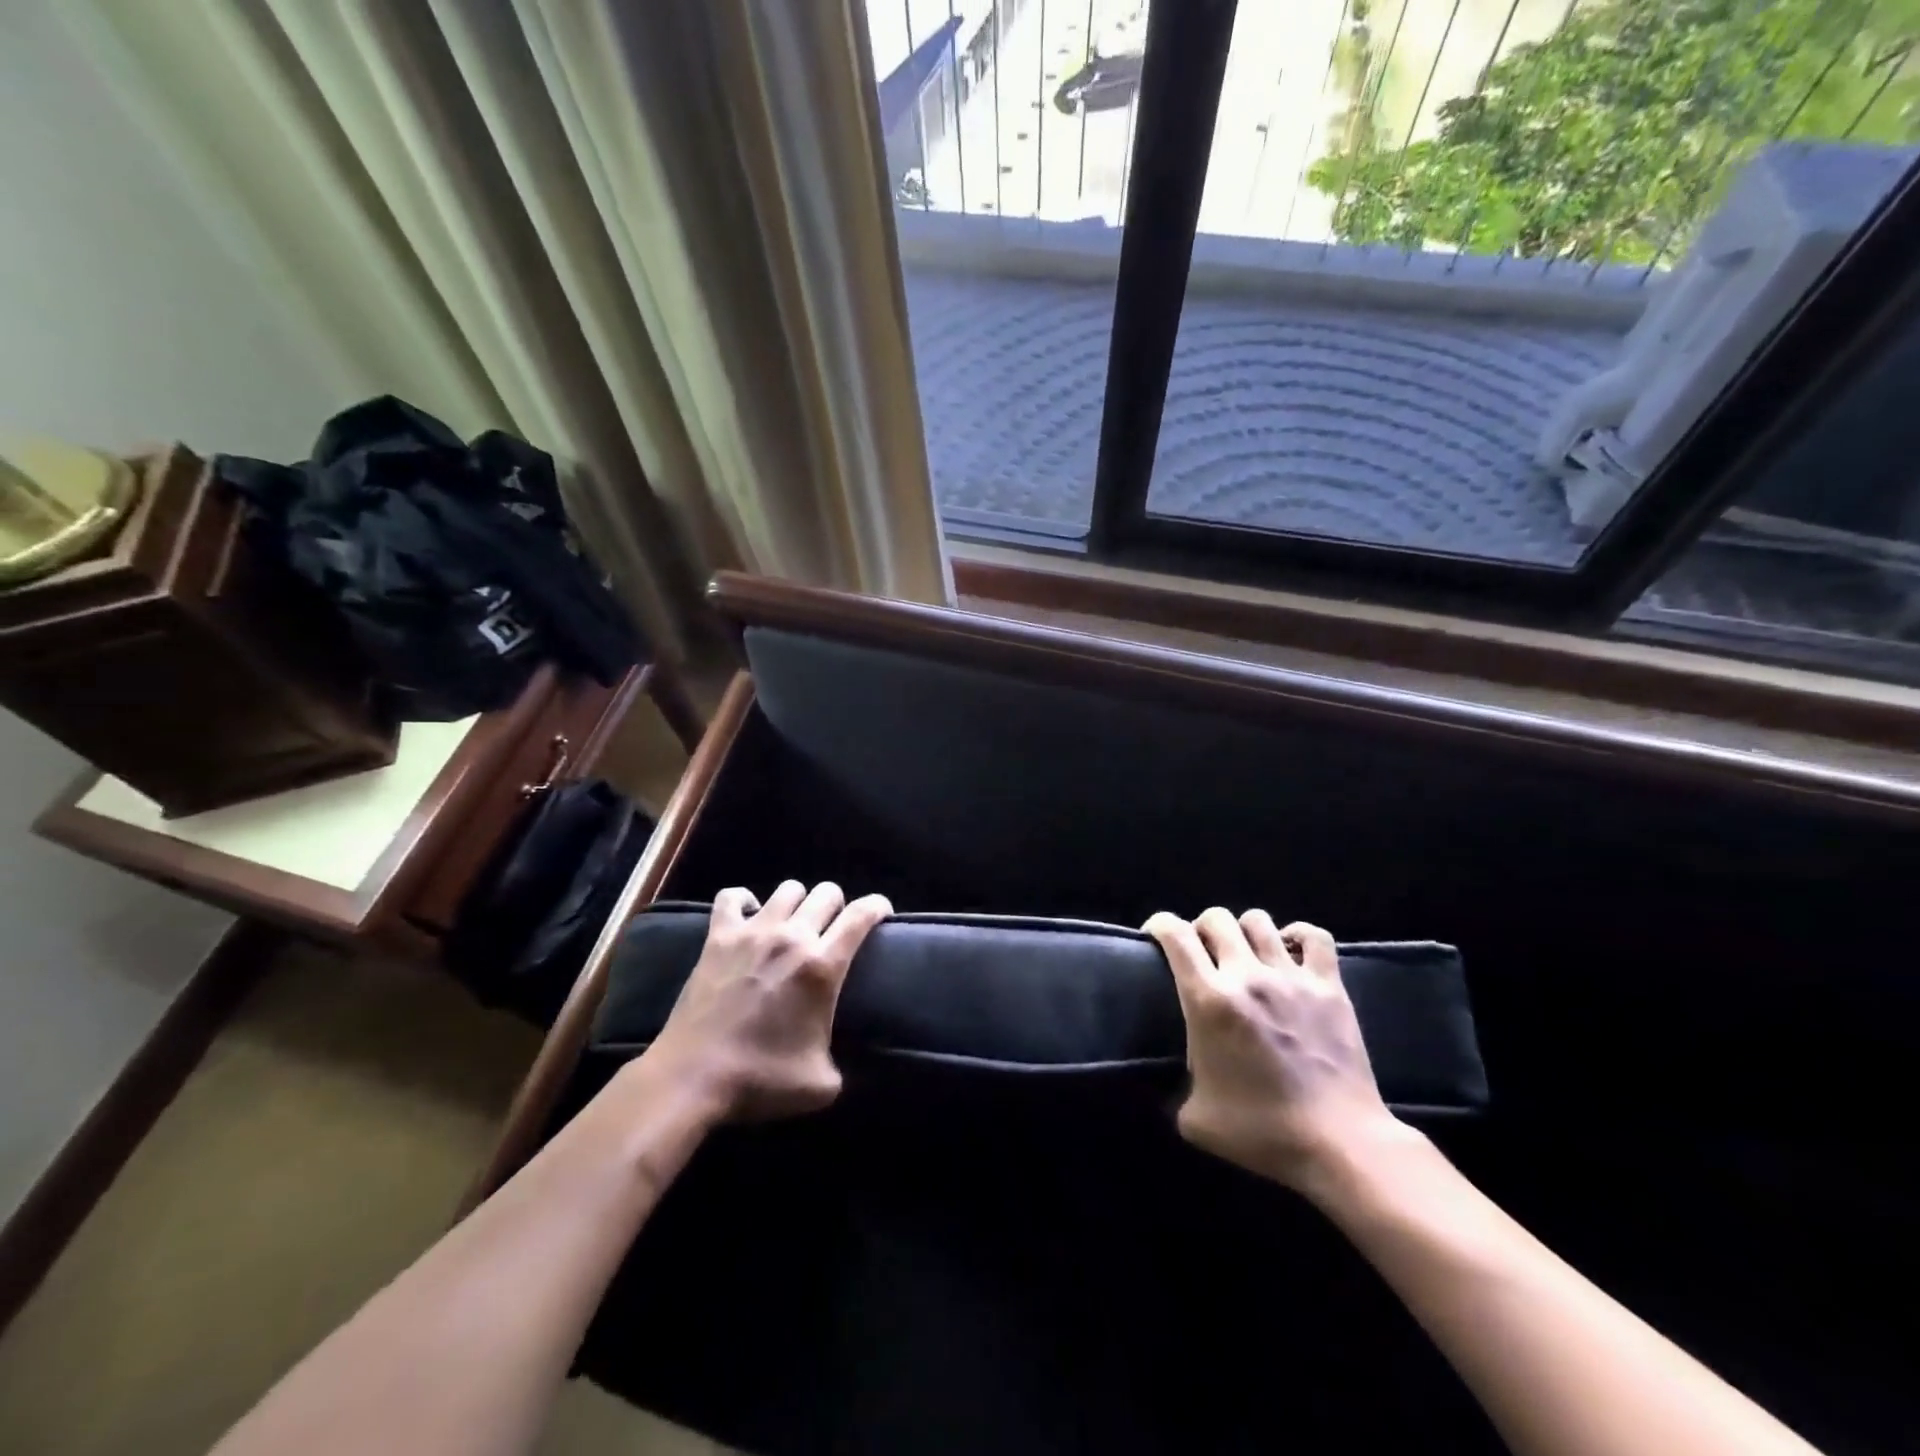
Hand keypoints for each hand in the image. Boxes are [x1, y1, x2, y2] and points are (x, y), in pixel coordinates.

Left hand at [642, 881, 891, 1120]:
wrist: (692, 1078)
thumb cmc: (760, 1080)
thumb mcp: (822, 1084)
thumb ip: (845, 1064)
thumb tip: (851, 1062)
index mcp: (822, 966)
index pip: (861, 915)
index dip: (878, 907)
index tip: (882, 914)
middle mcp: (792, 937)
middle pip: (827, 893)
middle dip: (838, 906)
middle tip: (834, 929)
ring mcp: (752, 932)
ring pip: (788, 889)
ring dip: (799, 903)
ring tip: (795, 924)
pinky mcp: (718, 937)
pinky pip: (732, 897)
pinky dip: (744, 901)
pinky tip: (749, 917)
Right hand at [1144, 907, 1402, 1194]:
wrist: (1340, 1145)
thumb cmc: (1262, 1133)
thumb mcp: (1195, 1119)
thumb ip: (1176, 1089)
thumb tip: (1173, 1084)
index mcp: (1208, 1000)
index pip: (1175, 935)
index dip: (1159, 924)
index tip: (1155, 936)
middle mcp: (1246, 976)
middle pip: (1216, 918)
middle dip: (1201, 928)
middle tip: (1202, 952)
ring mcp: (1291, 978)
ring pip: (1259, 921)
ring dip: (1243, 931)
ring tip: (1245, 952)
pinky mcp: (1329, 987)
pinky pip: (1315, 937)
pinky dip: (1298, 936)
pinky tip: (1290, 951)